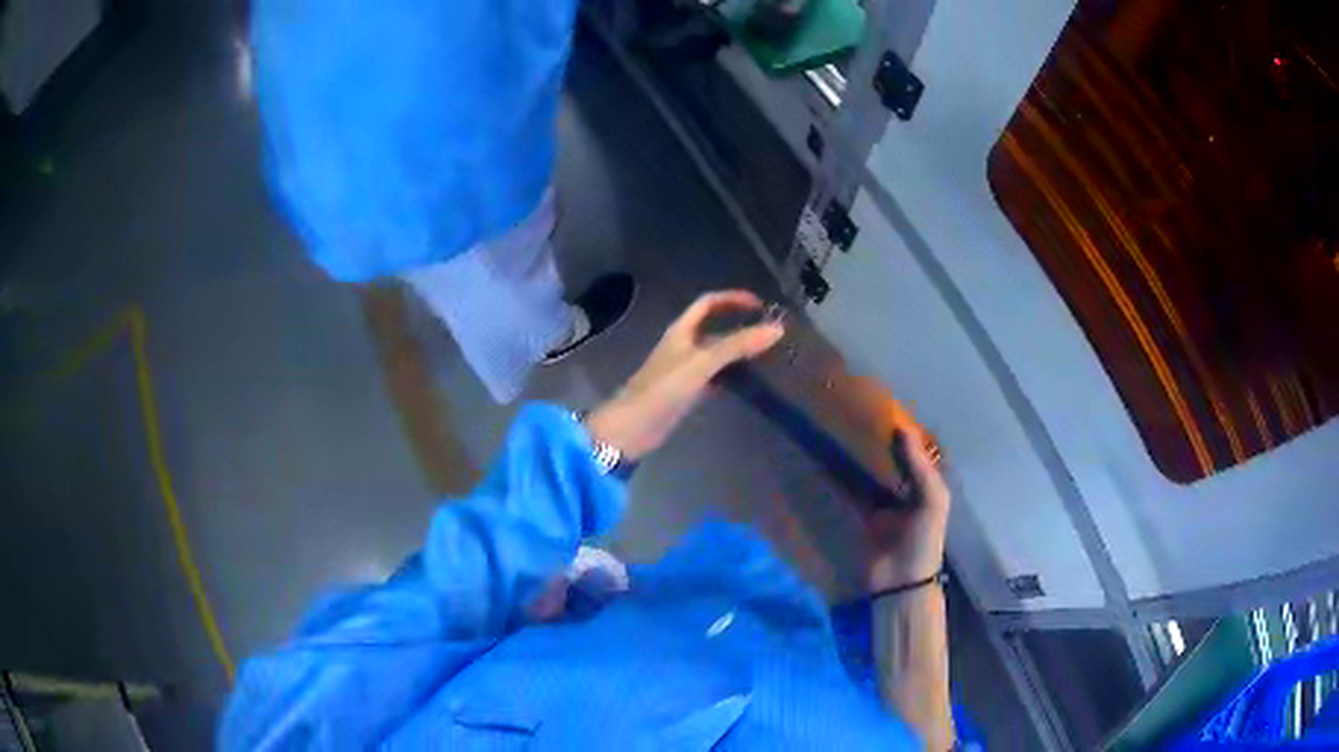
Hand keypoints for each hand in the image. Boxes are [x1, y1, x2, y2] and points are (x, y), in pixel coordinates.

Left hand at [586, 290, 784, 460]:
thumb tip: (777, 328)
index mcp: (682, 330)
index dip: (733, 298)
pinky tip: (748, 383)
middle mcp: (683, 345)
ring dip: (738, 352)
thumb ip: (738, 345)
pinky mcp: (686, 391)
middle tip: (769, 332)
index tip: (760, 304)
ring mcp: (684, 369)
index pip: (709, 303)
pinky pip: (714, 376)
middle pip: (715, 328)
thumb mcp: (703, 362)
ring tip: (767, 356)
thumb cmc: (665, 388)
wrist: (634, 426)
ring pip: (716, 353)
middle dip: (740, 326)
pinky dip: (731, 376)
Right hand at [842, 378, 950, 591]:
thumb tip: (902, 428)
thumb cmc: (924, 540)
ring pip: (870, 474)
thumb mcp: (931, 501)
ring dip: (859, 459)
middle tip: (858, 416)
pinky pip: (851, 494)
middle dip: (878, 443)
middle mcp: (904, 491)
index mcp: (926, 486)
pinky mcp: (862, 517)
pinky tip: (829, 463)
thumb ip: (920, 467)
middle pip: (891, 461)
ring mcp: (882, 505)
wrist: (900, 583)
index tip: (886, 410)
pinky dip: (842, 480)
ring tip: (842, 432)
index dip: (905, 434)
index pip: (915, 453)